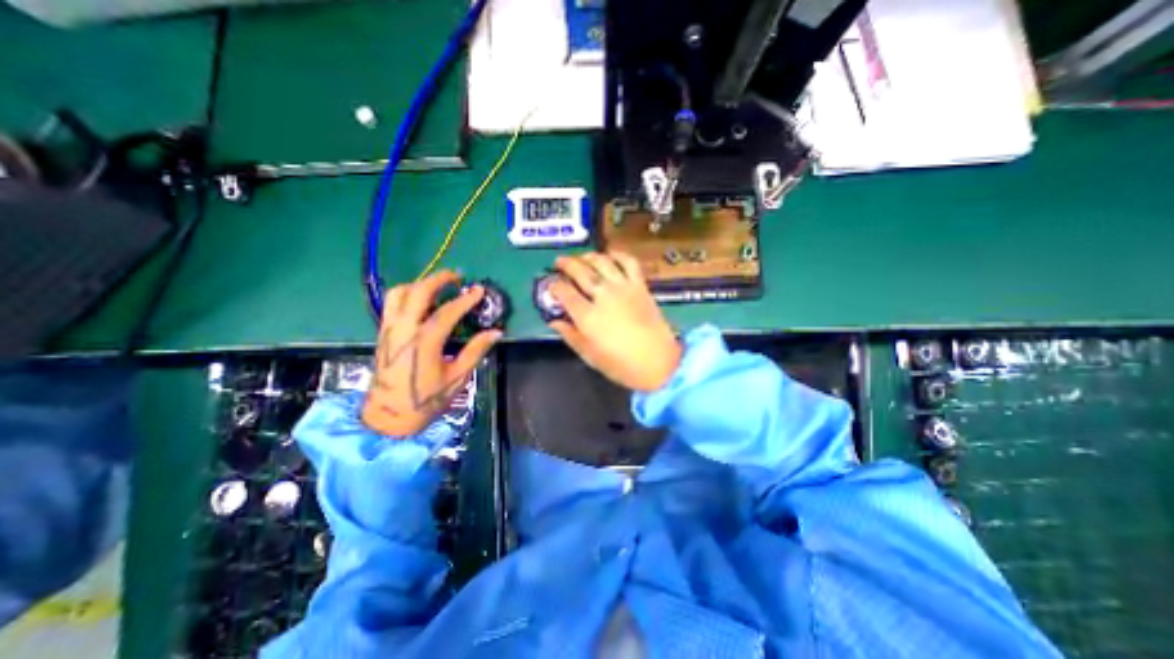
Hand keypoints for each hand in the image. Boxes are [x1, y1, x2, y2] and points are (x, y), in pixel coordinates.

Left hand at [360, 273, 500, 436]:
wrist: (389, 416)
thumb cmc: (426, 399)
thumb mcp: (457, 377)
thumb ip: (475, 351)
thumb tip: (496, 332)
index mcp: (424, 344)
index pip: (446, 313)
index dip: (465, 299)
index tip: (479, 290)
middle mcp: (403, 331)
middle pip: (417, 293)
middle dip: (437, 279)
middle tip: (456, 276)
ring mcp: (389, 331)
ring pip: (398, 294)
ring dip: (419, 284)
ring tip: (438, 285)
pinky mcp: (383, 334)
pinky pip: (391, 304)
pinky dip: (407, 294)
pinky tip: (421, 300)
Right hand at [553, 252, 685, 390]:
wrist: (659, 363)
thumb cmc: (621, 365)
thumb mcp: (590, 356)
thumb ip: (570, 335)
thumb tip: (554, 321)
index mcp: (588, 316)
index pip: (564, 292)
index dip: (554, 285)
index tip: (550, 284)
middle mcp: (603, 296)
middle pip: (580, 271)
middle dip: (566, 264)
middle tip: (559, 263)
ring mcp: (623, 288)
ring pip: (602, 262)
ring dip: (588, 256)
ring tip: (581, 258)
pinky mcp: (640, 286)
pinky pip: (629, 262)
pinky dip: (618, 255)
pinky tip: (610, 255)